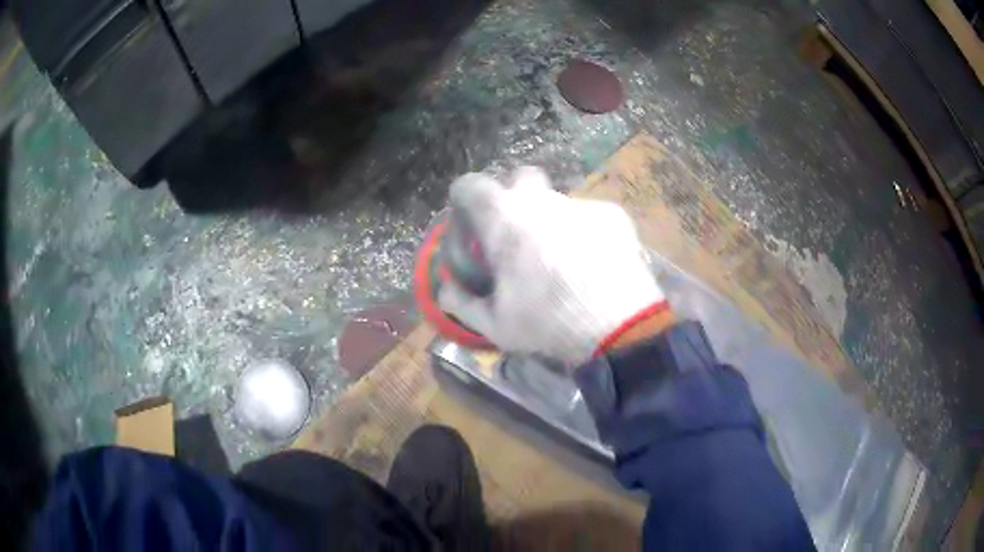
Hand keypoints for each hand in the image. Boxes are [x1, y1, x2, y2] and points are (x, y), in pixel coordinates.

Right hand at [438, 167, 670, 365]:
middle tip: (516, 232)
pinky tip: (593, 262)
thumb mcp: (495, 324)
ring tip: (561, 257)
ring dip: (550, 218)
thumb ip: (462, 302)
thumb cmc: (548, 325)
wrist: (619, 328)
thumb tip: (445, 289)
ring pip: (556, 199)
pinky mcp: (612, 214)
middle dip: (513, 196)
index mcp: (504, 219)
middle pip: (519, 177)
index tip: (470, 221)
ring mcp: (580, 203)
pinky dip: (583, 231)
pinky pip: (588, 214)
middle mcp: (541, 200)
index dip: (464, 198)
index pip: (470, 184)